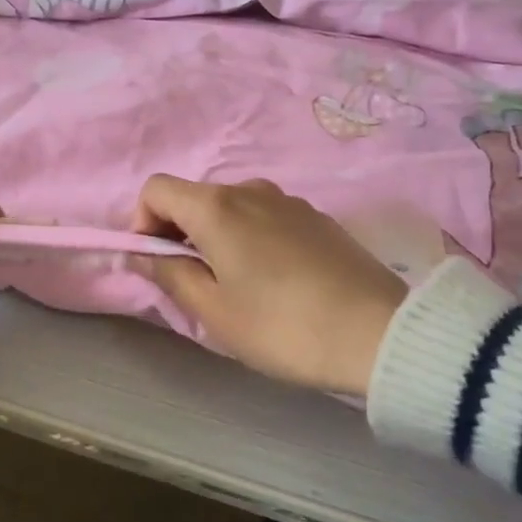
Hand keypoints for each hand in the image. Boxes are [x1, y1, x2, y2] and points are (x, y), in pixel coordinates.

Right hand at [132, 175, 407, 396]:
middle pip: (196, 198)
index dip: (143, 222)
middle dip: (181, 234)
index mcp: (217, 207)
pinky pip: (266, 218)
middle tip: (196, 286)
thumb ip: (170, 274)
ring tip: (239, 288)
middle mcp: (251, 189)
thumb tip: (143, 252)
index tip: (157, 263)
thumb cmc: (282, 326)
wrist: (378, 332)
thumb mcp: (215, 311)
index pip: (157, 189)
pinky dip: (252, 239)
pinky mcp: (318, 218)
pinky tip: (277, 282)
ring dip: (218, 238)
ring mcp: (289, 201)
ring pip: (233, 209)